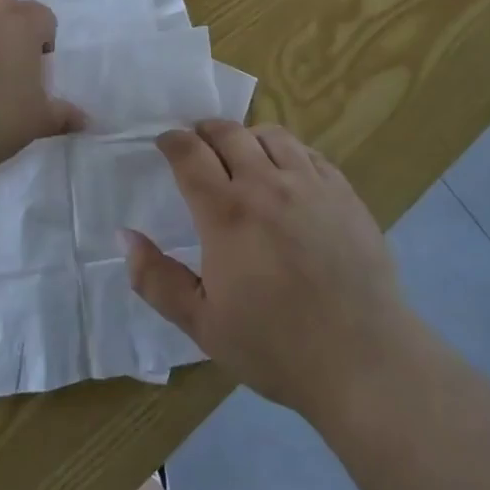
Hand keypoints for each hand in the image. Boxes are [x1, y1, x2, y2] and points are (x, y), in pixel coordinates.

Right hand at [124, 121, 415, 421]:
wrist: (363, 359)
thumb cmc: (275, 346)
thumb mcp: (202, 324)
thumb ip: (156, 279)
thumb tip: (126, 236)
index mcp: (226, 213)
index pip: (189, 153)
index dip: (171, 141)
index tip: (163, 143)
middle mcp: (266, 185)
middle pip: (228, 132)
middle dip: (205, 130)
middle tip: (197, 143)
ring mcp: (310, 184)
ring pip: (272, 135)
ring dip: (248, 136)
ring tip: (243, 154)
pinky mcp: (344, 193)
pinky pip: (310, 153)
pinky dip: (289, 152)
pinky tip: (288, 174)